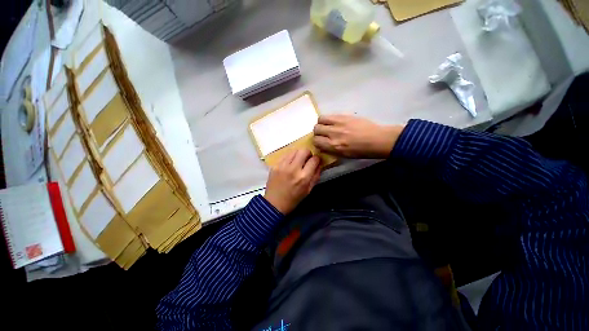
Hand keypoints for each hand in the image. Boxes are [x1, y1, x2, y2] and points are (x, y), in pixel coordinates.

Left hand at [264, 149, 321, 214]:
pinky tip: (289, 164)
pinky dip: (290, 157)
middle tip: (306, 159)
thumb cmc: (294, 199)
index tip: (315, 161)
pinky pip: (285, 155)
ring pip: (294, 150)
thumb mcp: (309, 190)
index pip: (314, 159)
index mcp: (304, 177)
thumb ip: (316, 175)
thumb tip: (319, 164)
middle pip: (304, 150)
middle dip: (308, 153)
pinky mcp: (275, 165)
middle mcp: (293, 169)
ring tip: (297, 161)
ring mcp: (283, 166)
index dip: (317, 159)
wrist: (274, 203)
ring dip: (298, 154)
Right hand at [313, 115, 403, 158]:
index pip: (316, 141)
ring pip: (321, 119)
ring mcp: (339, 123)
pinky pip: (330, 115)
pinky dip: (329, 119)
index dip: (316, 141)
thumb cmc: (361, 151)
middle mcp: (333, 133)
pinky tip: (334, 122)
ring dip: (321, 123)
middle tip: (323, 133)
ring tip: (327, 125)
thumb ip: (330, 150)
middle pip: (316, 129)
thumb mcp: (343, 155)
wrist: (377, 139)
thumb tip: (322, 145)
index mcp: (333, 146)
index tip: (320, 142)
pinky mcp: (345, 116)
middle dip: (317, 132)